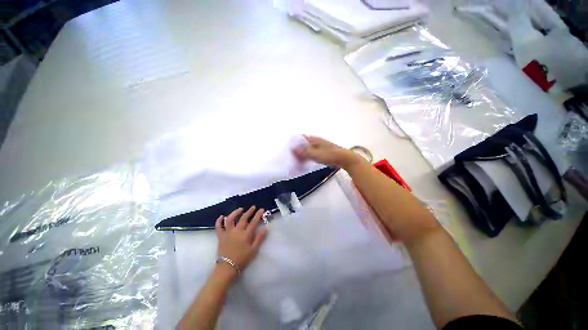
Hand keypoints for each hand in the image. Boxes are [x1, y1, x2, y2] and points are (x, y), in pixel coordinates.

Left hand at [215, 206, 267, 275]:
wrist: (227, 268)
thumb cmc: (242, 259)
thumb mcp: (254, 250)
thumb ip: (259, 238)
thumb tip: (265, 228)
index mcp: (246, 235)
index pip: (254, 222)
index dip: (258, 214)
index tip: (261, 209)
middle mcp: (237, 231)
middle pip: (243, 218)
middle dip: (249, 211)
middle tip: (253, 207)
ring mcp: (228, 233)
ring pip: (230, 219)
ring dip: (235, 213)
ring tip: (240, 209)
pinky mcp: (221, 236)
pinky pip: (218, 227)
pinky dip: (219, 221)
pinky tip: (221, 216)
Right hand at [293, 135, 363, 168]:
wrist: (343, 158)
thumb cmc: (330, 155)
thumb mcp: (316, 154)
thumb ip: (304, 152)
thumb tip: (292, 148)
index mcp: (313, 139)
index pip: (299, 138)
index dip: (293, 143)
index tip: (288, 150)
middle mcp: (314, 141)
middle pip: (302, 144)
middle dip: (296, 151)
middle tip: (291, 159)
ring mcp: (318, 146)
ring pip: (306, 150)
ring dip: (301, 156)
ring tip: (296, 163)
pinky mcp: (321, 152)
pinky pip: (310, 154)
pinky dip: (306, 158)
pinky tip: (303, 163)